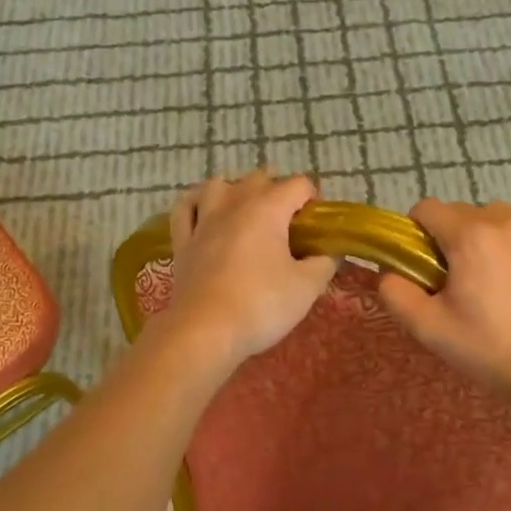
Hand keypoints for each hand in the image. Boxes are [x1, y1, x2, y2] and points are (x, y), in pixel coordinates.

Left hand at [155, 171, 337, 369]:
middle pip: (259, 179)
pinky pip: (186, 208)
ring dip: (235, 191)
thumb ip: (323, 264)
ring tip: (246, 212)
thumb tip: (328, 254)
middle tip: (288, 226)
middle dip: (277, 192)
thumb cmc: (261, 304)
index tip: (317, 226)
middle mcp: (234, 204)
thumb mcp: (307, 288)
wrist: (205, 331)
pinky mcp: (182, 241)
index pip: (298, 185)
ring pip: (218, 185)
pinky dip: (197, 204)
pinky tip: (204, 213)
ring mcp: (204, 220)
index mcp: (268, 209)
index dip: (313, 200)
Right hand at [379, 198, 510, 402]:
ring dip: (486, 241)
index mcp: (470, 236)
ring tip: (491, 283)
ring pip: (499, 222)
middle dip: (451, 238)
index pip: (427, 208)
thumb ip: (396, 293)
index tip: (421, 266)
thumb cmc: (490, 349)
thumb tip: (389, 273)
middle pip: (463, 213)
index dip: (415, 233)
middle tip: (454, 281)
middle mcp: (506, 223)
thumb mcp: (429, 328)